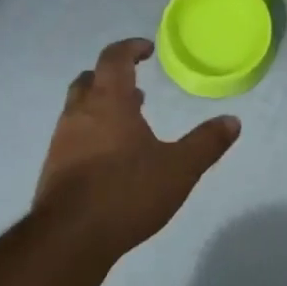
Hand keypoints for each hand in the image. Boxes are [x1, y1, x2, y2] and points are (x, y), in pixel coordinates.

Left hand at [34, 38, 241, 257]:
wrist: (70, 237)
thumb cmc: (127, 192)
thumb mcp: (179, 168)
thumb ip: (206, 143)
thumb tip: (233, 120)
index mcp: (108, 102)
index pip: (114, 59)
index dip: (130, 48)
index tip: (147, 49)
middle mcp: (79, 114)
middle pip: (89, 80)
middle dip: (111, 77)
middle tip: (134, 87)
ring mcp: (61, 141)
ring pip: (78, 109)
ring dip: (101, 108)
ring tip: (128, 124)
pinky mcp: (54, 168)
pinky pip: (73, 137)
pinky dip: (92, 134)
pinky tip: (110, 159)